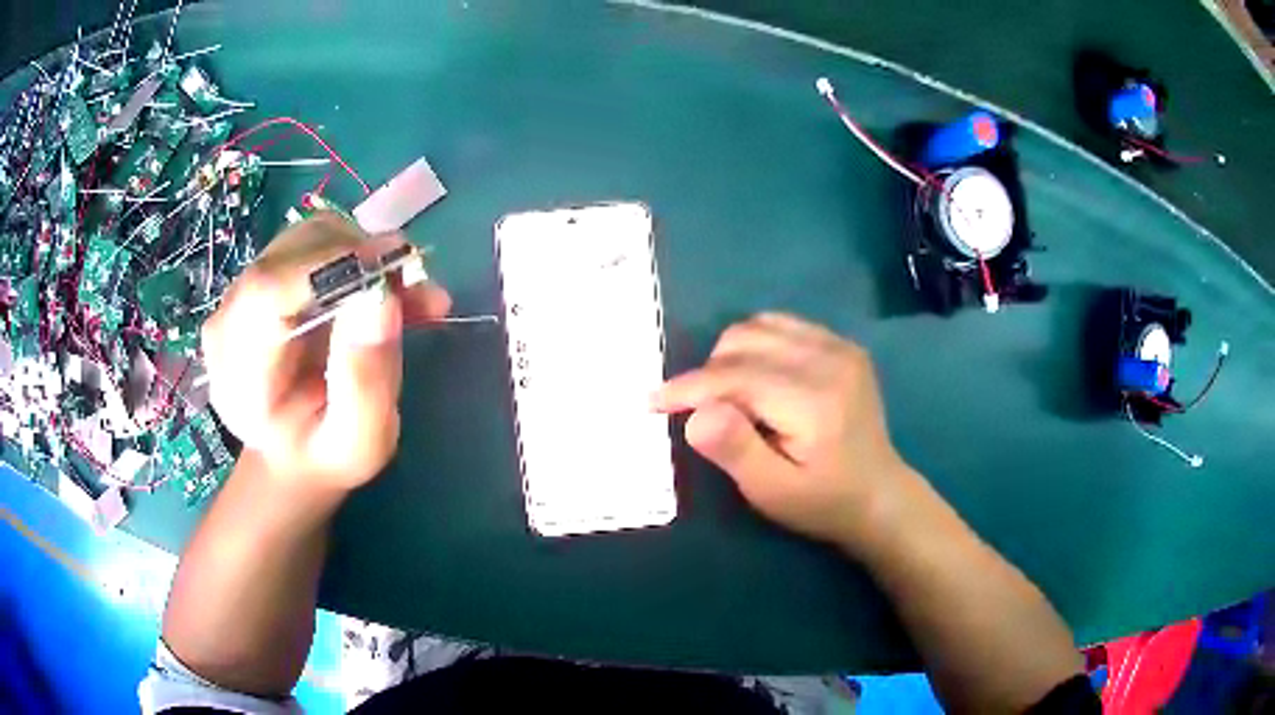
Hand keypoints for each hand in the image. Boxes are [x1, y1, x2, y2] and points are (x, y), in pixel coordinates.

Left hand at [201, 213, 451, 493]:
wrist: (297, 450)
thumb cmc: (328, 454)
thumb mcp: (360, 441)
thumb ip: (366, 380)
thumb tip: (381, 297)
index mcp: (239, 376)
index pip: (268, 291)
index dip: (330, 267)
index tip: (394, 270)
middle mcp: (229, 323)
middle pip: (290, 254)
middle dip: (360, 258)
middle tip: (417, 289)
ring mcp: (242, 294)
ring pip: (308, 238)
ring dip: (365, 255)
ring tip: (409, 295)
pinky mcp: (264, 277)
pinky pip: (314, 244)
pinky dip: (358, 256)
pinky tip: (387, 286)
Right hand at [653, 313, 914, 550]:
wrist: (879, 494)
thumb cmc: (823, 502)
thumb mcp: (773, 492)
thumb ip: (735, 450)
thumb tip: (696, 413)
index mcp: (814, 400)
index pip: (736, 376)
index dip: (689, 387)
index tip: (654, 401)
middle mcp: (829, 359)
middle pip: (744, 341)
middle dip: (709, 372)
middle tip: (701, 411)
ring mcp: (839, 346)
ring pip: (759, 326)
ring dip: (730, 356)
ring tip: (729, 395)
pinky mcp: (842, 345)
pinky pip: (783, 325)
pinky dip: (757, 345)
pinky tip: (757, 378)